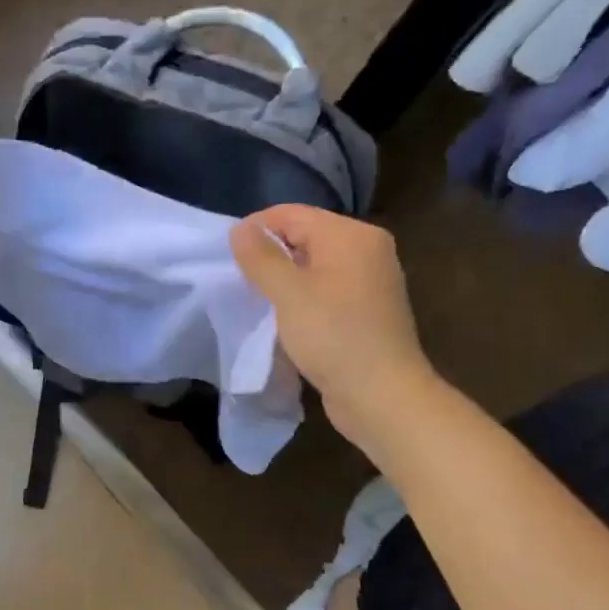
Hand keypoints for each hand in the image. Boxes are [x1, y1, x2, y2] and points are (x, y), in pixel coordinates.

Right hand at [230, 204, 435, 450]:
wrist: (381, 395)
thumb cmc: (333, 336)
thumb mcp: (288, 293)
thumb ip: (261, 257)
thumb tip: (240, 229)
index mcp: (351, 236)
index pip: (293, 214)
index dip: (256, 229)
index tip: (227, 256)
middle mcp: (366, 250)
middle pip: (305, 237)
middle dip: (269, 255)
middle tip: (239, 280)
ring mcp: (369, 282)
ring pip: (313, 266)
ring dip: (283, 279)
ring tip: (256, 300)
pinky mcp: (365, 311)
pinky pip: (324, 291)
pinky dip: (301, 298)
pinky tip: (283, 318)